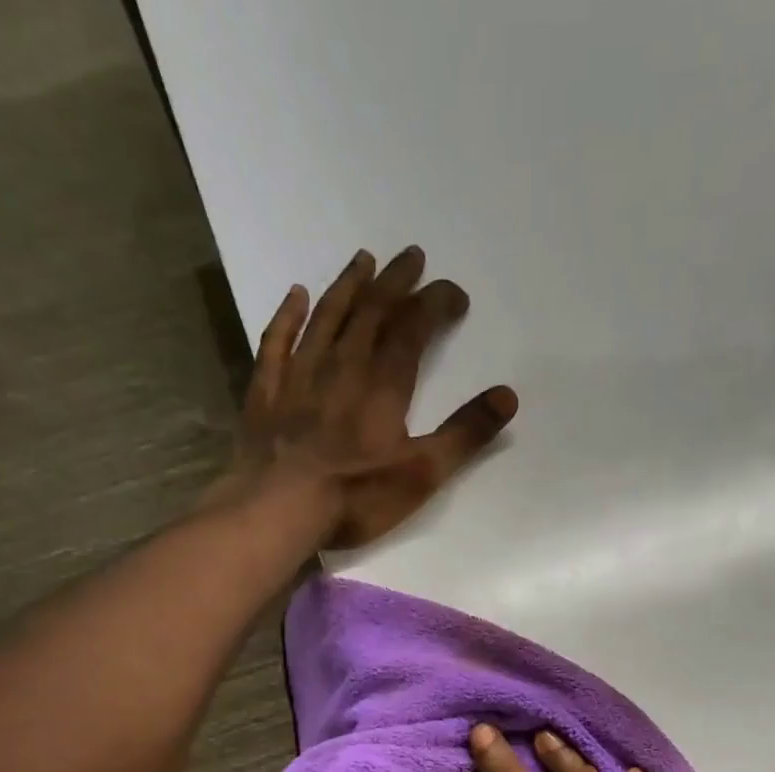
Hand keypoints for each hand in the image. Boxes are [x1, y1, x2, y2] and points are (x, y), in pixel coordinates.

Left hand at [237, 246, 517, 549]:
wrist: (278, 510)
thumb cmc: (356, 496)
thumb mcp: (423, 473)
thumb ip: (465, 434)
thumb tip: (507, 396)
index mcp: (383, 385)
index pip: (413, 328)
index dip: (435, 304)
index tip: (455, 295)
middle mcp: (342, 366)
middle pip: (371, 311)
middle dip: (395, 282)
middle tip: (411, 257)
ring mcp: (299, 376)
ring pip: (326, 317)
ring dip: (348, 287)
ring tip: (363, 261)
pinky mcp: (267, 393)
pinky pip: (278, 341)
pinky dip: (288, 315)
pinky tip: (296, 296)